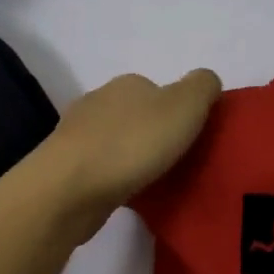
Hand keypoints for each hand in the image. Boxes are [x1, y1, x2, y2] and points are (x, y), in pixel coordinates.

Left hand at [33, 69, 222, 241]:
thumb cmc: (132, 144)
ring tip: (154, 180)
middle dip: (155, 134)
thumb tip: (207, 80)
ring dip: (133, 156)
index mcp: (127, 84)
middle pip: (136, 115)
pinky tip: (126, 192)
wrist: (69, 188)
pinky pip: (101, 167)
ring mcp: (77, 134)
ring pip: (116, 141)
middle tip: (178, 162)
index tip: (192, 138)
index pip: (160, 90)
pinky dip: (115, 176)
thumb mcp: (184, 106)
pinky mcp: (66, 167)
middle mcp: (99, 101)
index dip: (179, 112)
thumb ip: (202, 87)